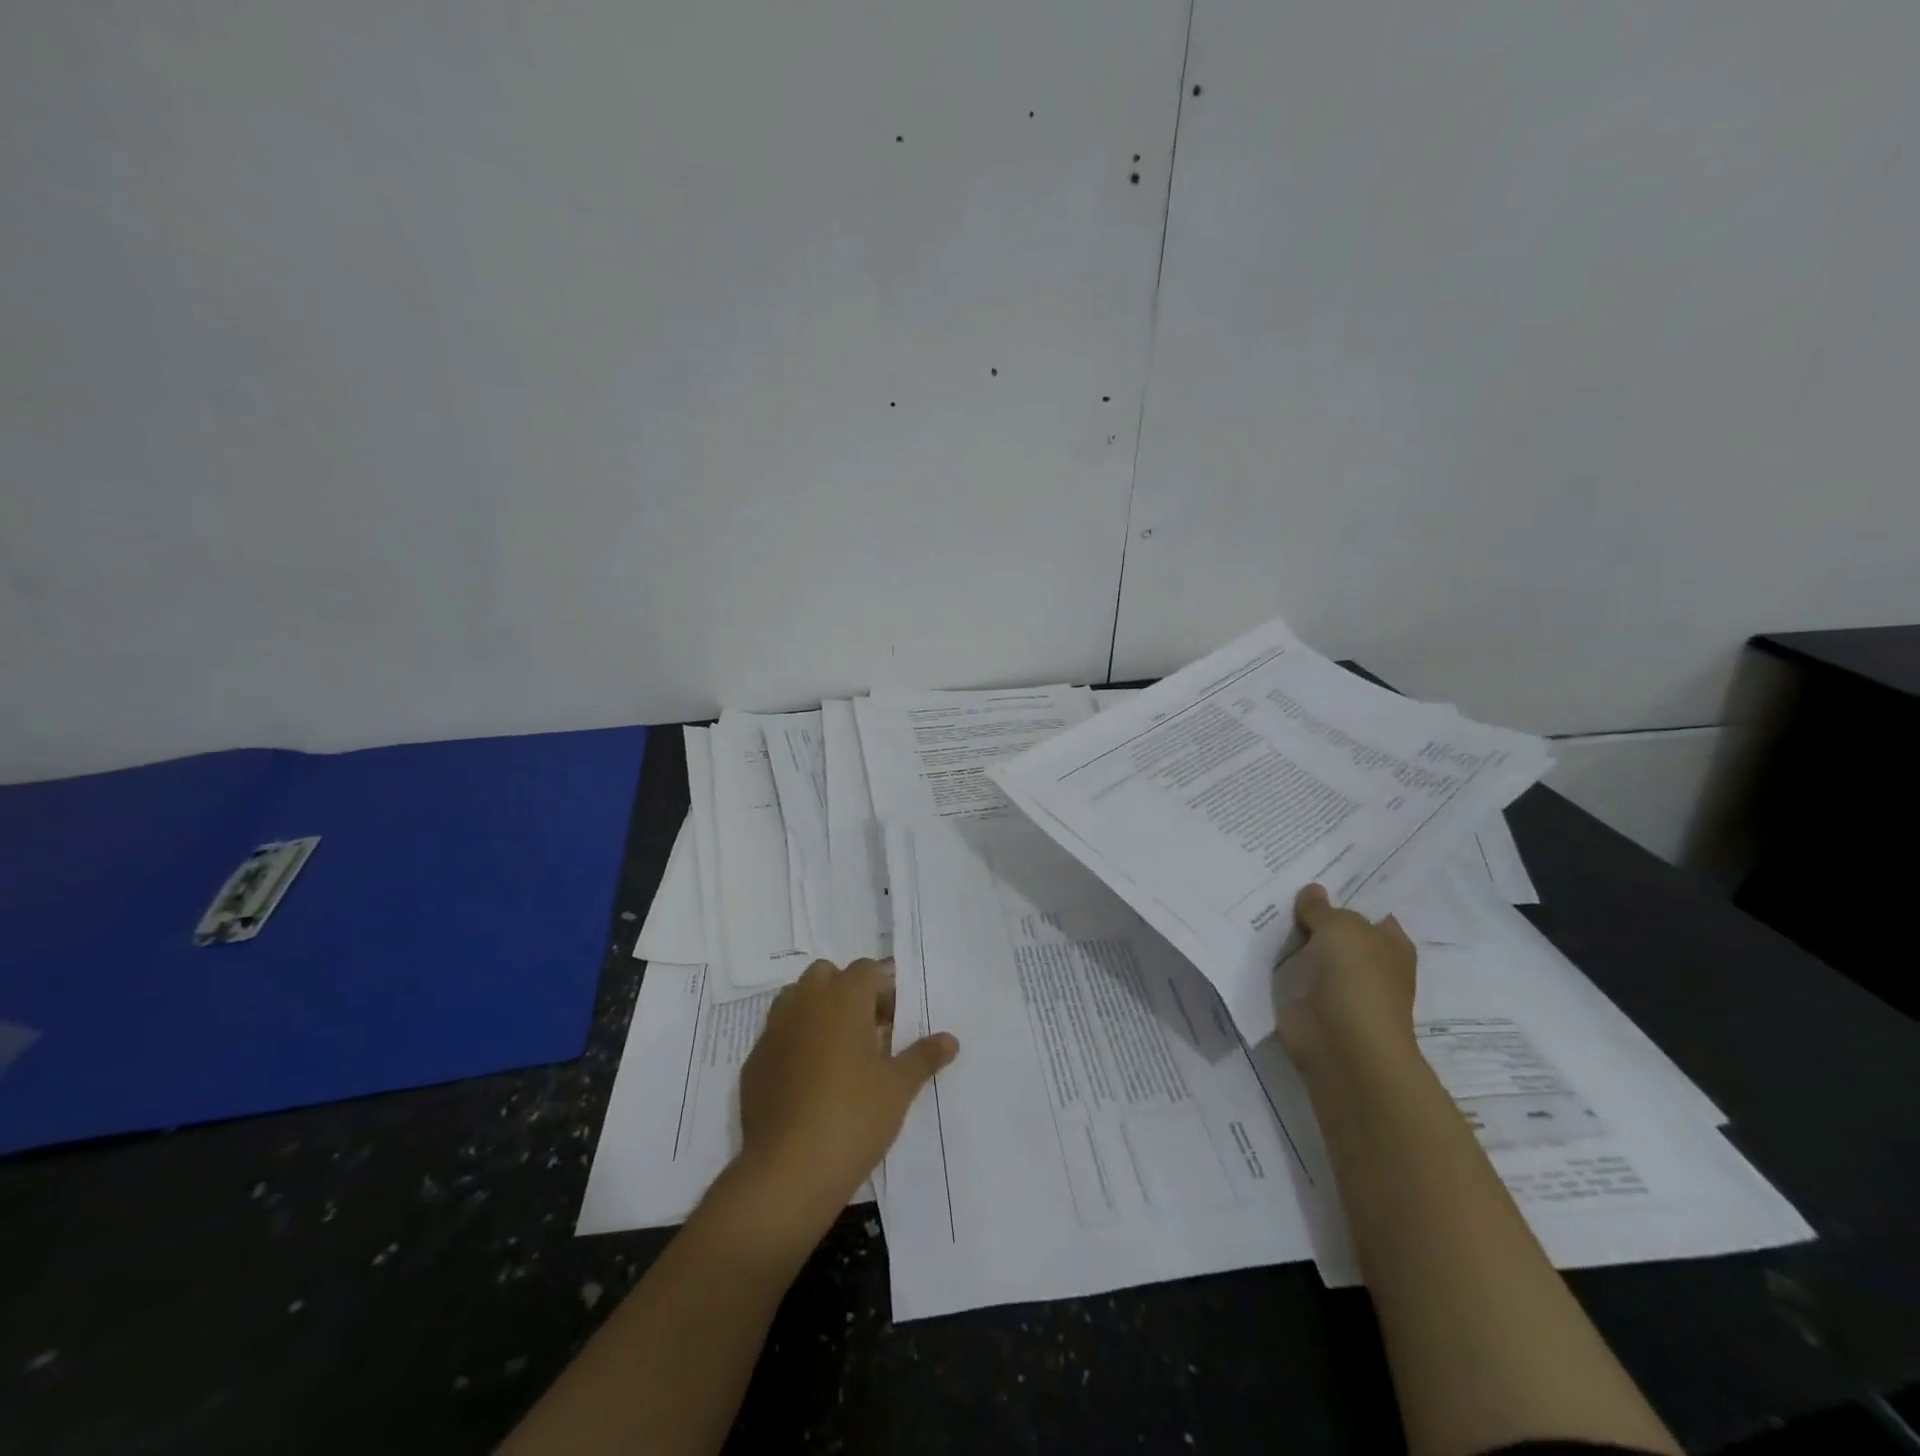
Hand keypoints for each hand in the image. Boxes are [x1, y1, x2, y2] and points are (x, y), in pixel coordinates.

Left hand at [735, 958, 957, 1234]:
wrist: (787, 1172)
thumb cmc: (854, 1118)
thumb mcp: (899, 1087)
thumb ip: (924, 1056)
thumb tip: (950, 1039)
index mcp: (842, 999)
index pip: (866, 970)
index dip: (884, 986)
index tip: (898, 1016)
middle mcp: (804, 1004)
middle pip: (826, 975)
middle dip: (847, 990)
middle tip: (870, 1028)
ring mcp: (773, 1032)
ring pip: (796, 1000)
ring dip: (817, 1011)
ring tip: (839, 1050)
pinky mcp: (754, 1062)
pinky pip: (778, 1035)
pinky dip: (795, 1042)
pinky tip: (809, 1079)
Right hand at [1278, 884, 1417, 1078]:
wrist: (1342, 1043)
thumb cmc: (1356, 977)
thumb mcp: (1339, 927)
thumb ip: (1321, 909)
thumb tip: (1312, 891)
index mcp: (1391, 945)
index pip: (1374, 914)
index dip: (1351, 899)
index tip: (1319, 879)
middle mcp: (1370, 965)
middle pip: (1340, 933)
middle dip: (1317, 917)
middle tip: (1282, 887)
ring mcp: (1340, 988)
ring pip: (1314, 953)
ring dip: (1294, 941)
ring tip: (1260, 907)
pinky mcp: (1312, 1005)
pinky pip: (1292, 975)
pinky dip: (1279, 965)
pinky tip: (1256, 942)